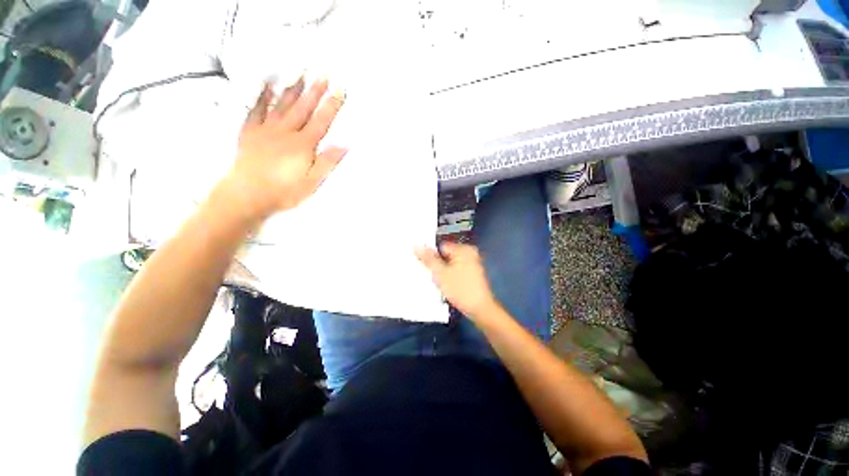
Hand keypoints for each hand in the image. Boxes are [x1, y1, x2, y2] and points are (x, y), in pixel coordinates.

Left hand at [225, 77, 346, 219]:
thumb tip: (345, 146)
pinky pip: (256, 110)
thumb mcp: (312, 182)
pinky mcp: (250, 133)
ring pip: (282, 105)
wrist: (246, 194)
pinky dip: (261, 97)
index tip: (340, 90)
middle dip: (314, 91)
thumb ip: (327, 162)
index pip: (321, 121)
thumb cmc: (283, 191)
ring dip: (292, 89)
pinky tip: (267, 87)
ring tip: (300, 74)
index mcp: (303, 145)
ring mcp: (266, 130)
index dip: (331, 105)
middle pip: (303, 108)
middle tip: (323, 75)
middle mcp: (286, 132)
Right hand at [415, 242, 500, 321]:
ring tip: (435, 280)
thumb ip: (428, 259)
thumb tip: (416, 245)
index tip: (423, 265)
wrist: (480, 309)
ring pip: (450, 263)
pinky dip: (449, 275)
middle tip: (428, 274)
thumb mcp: (441, 274)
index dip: (430, 255)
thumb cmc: (460, 289)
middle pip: (445, 254)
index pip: (440, 246)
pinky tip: (444, 284)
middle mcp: (469, 253)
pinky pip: (456, 269)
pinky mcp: (472, 274)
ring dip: (441, 270)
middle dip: (436, 263)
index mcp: (464, 249)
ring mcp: (472, 263)